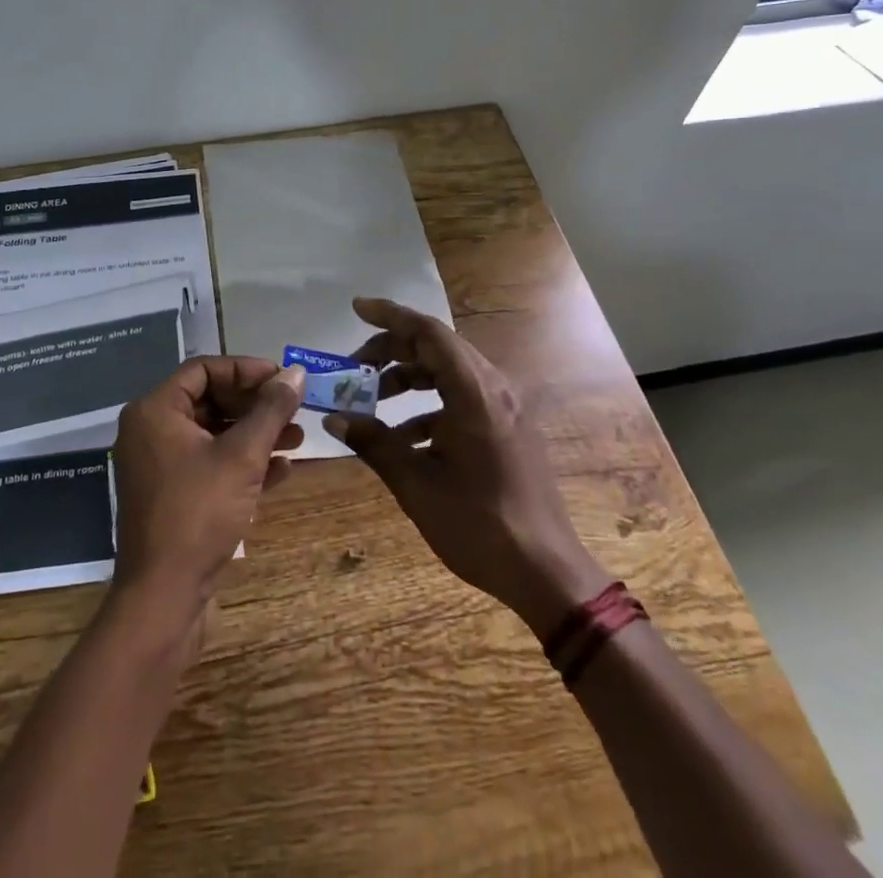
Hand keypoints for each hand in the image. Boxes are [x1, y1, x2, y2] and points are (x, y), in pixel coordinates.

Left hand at [111, 357, 304, 621]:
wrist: (164, 598)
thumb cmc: (199, 513)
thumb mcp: (242, 456)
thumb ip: (270, 410)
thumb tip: (296, 373)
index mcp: (155, 412)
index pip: (203, 370)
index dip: (245, 370)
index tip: (282, 379)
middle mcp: (153, 433)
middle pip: (211, 401)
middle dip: (256, 406)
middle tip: (294, 409)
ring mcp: (162, 467)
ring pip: (215, 436)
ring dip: (256, 435)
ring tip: (298, 438)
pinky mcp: (175, 498)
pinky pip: (212, 467)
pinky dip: (245, 464)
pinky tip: (282, 471)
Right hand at [325, 298, 608, 640]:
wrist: (548, 573)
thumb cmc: (480, 526)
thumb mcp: (417, 486)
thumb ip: (374, 444)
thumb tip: (334, 418)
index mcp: (473, 393)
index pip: (427, 332)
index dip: (389, 316)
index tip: (356, 308)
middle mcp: (493, 389)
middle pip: (436, 347)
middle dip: (391, 350)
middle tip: (354, 369)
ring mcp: (504, 408)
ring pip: (448, 372)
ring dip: (408, 378)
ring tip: (371, 402)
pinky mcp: (507, 428)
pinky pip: (462, 398)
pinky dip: (428, 405)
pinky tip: (404, 438)